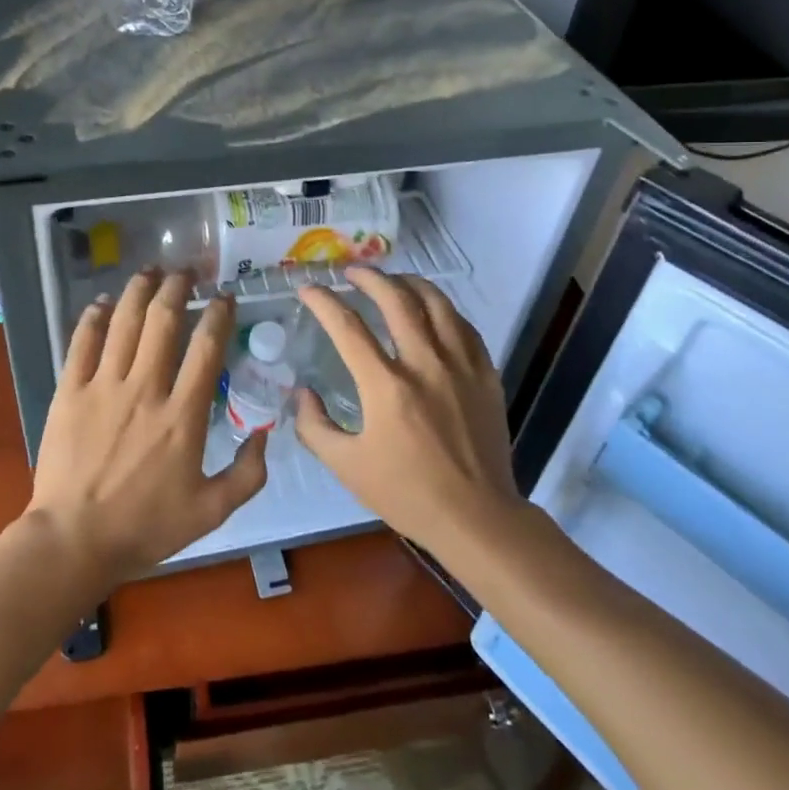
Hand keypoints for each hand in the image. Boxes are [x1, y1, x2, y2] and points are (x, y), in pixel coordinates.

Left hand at [26, 270, 268, 583]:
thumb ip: (248, 473)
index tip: (224, 297)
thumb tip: (265, 432)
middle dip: (178, 287)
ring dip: (140, 289)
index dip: (218, 314)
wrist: (74, 541)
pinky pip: (83, 342)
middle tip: (186, 272)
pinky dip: (94, 316)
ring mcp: (104, 386)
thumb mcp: (212, 511)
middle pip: (164, 320)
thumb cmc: (145, 527)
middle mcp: (145, 389)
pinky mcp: (70, 391)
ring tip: (151, 270)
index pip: (206, 348)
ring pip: (125, 322)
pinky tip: (104, 302)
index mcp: (183, 415)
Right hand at [293, 267, 520, 550]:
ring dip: (411, 283)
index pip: (348, 327)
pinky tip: (433, 311)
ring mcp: (461, 366)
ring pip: (437, 304)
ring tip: (394, 279)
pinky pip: (464, 326)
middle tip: (352, 272)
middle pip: (397, 300)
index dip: (324, 302)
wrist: (476, 517)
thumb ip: (315, 426)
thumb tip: (302, 393)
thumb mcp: (346, 467)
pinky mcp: (485, 374)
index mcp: (387, 387)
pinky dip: (444, 309)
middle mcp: (425, 364)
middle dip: (370, 277)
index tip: (309, 289)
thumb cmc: (407, 493)